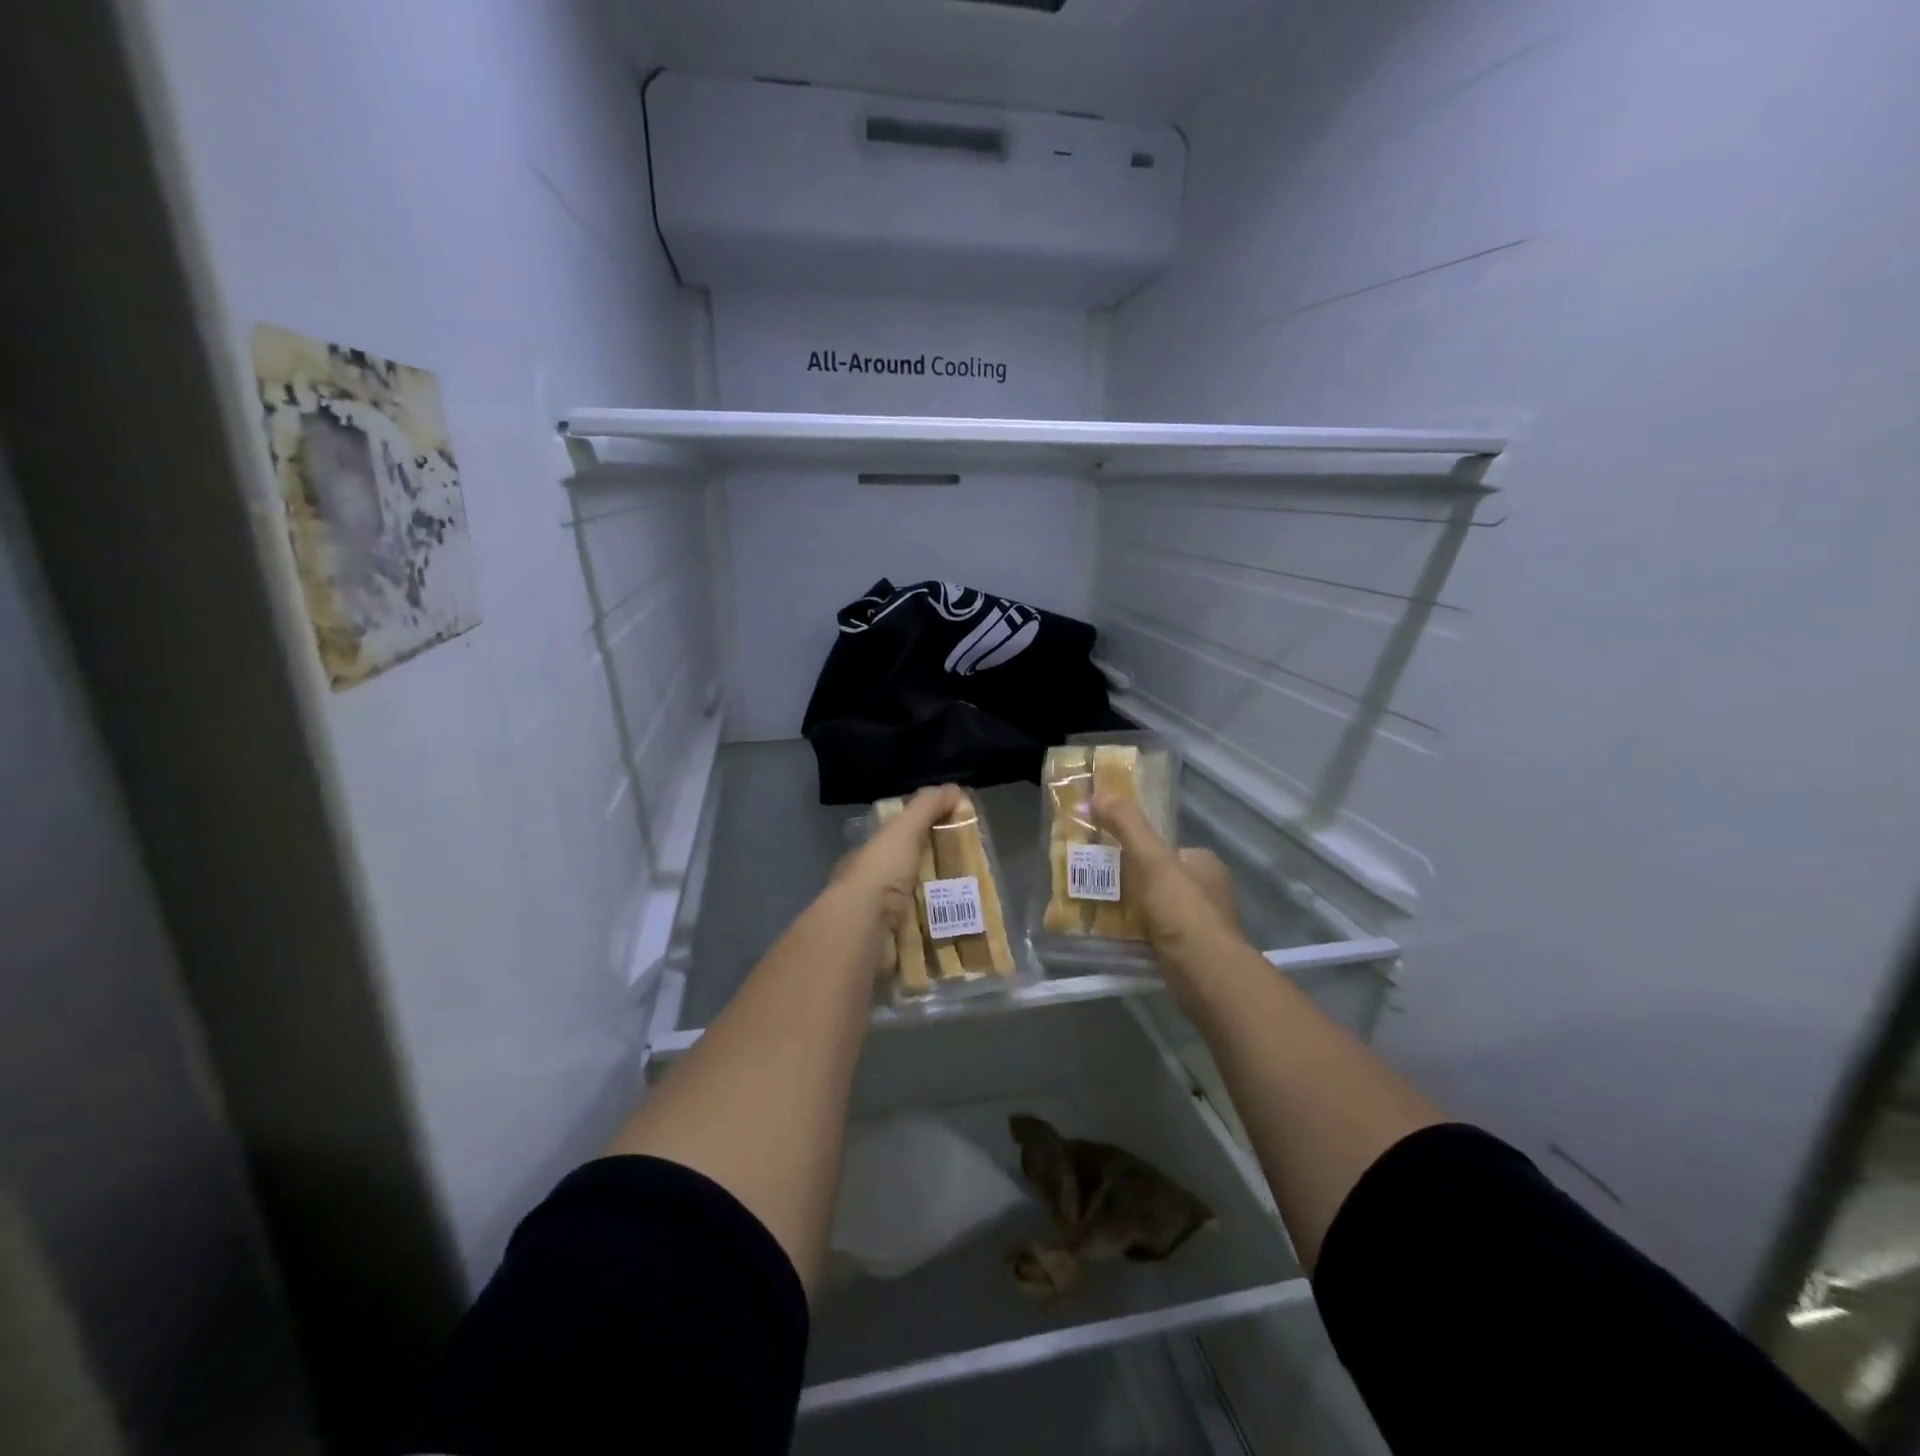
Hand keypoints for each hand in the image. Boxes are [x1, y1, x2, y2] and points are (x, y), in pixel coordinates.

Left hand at [832, 785, 963, 940]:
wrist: (863, 931)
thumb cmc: (880, 874)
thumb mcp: (903, 829)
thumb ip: (926, 807)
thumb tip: (954, 789)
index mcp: (867, 862)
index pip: (896, 847)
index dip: (922, 841)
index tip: (954, 844)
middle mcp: (871, 893)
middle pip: (911, 880)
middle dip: (939, 880)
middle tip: (974, 880)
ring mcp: (880, 925)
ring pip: (919, 913)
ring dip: (943, 912)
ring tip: (978, 910)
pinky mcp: (894, 953)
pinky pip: (924, 944)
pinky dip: (943, 941)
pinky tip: (966, 937)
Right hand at [1094, 793, 1245, 978]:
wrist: (1205, 974)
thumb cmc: (1182, 910)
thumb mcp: (1151, 859)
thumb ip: (1127, 825)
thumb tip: (1098, 793)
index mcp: (1205, 864)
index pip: (1166, 849)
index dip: (1138, 850)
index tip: (1109, 855)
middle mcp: (1209, 892)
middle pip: (1159, 879)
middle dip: (1131, 883)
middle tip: (1097, 886)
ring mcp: (1202, 925)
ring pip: (1156, 909)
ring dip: (1130, 911)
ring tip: (1097, 912)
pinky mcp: (1191, 954)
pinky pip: (1156, 936)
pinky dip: (1136, 936)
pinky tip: (1113, 939)